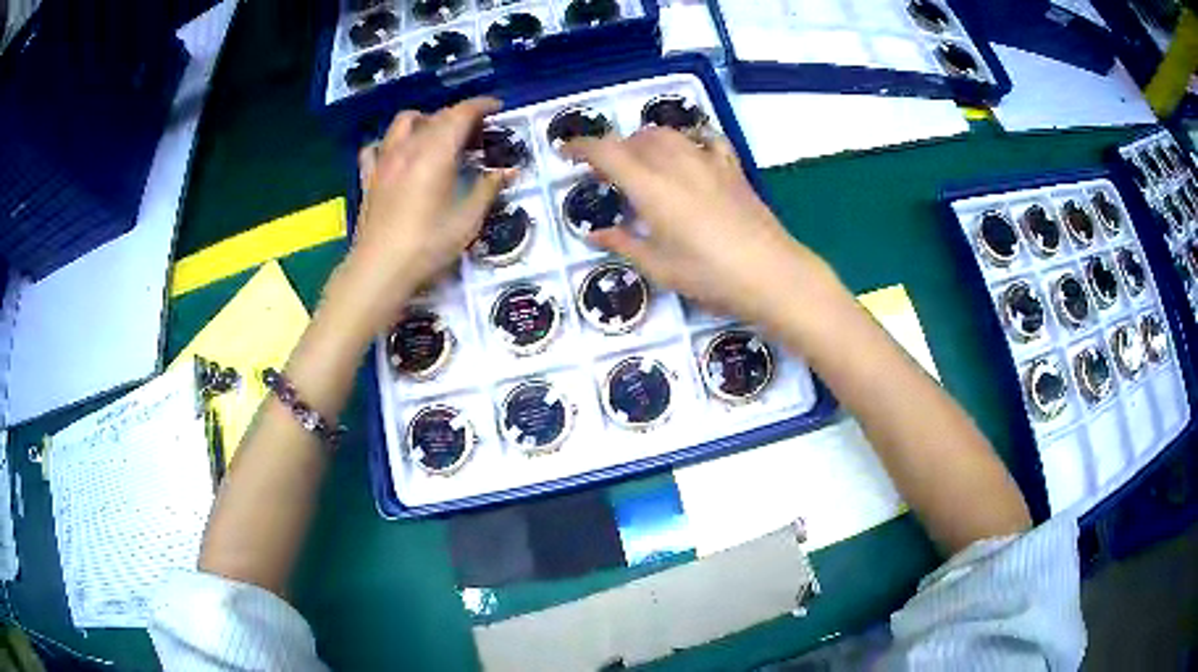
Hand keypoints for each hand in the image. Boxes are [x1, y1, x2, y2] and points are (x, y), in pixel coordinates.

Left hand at [323, 97, 508, 336]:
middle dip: (459, 115)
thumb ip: (488, 188)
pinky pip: (375, 147)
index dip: (481, 105)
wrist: (379, 270)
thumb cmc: (427, 246)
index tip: (497, 107)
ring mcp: (384, 161)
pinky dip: (389, 143)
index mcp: (435, 153)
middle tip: (476, 131)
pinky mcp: (369, 178)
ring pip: (403, 122)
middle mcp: (408, 148)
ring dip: (424, 120)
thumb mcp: (467, 220)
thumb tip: (508, 170)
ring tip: (436, 135)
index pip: (460, 114)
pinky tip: (397, 154)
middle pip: (435, 116)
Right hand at [565, 128, 837, 327]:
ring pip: (668, 133)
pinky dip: (689, 138)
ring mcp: (708, 162)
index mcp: (651, 187)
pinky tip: (689, 151)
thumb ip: (625, 244)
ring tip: (641, 162)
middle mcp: (677, 164)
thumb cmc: (711, 276)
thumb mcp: (660, 268)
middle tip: (605, 171)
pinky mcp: (733, 168)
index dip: (581, 147)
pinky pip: (707, 139)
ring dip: (646, 141)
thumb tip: (596, 234)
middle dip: (614, 148)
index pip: (606, 152)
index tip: (566, 152)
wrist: (772, 273)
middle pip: (636, 138)